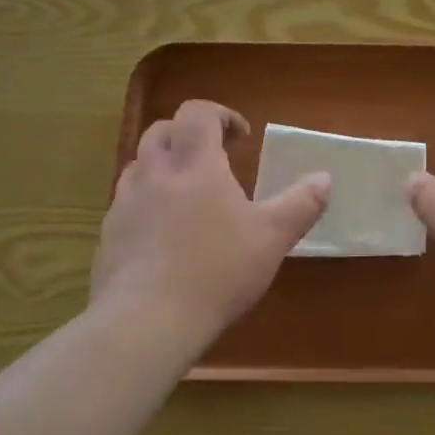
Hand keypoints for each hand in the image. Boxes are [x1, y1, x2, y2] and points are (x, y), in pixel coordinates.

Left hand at [92, 100, 329, 339]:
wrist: (146, 322)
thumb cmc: (216, 271)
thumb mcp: (272, 238)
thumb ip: (300, 204)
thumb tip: (324, 178)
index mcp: (194, 164)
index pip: (197, 112)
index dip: (220, 114)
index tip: (242, 137)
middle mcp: (154, 173)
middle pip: (161, 131)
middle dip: (189, 135)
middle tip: (214, 159)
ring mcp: (125, 204)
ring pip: (138, 165)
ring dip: (164, 166)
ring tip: (188, 194)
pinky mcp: (109, 235)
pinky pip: (127, 203)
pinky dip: (147, 202)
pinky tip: (165, 234)